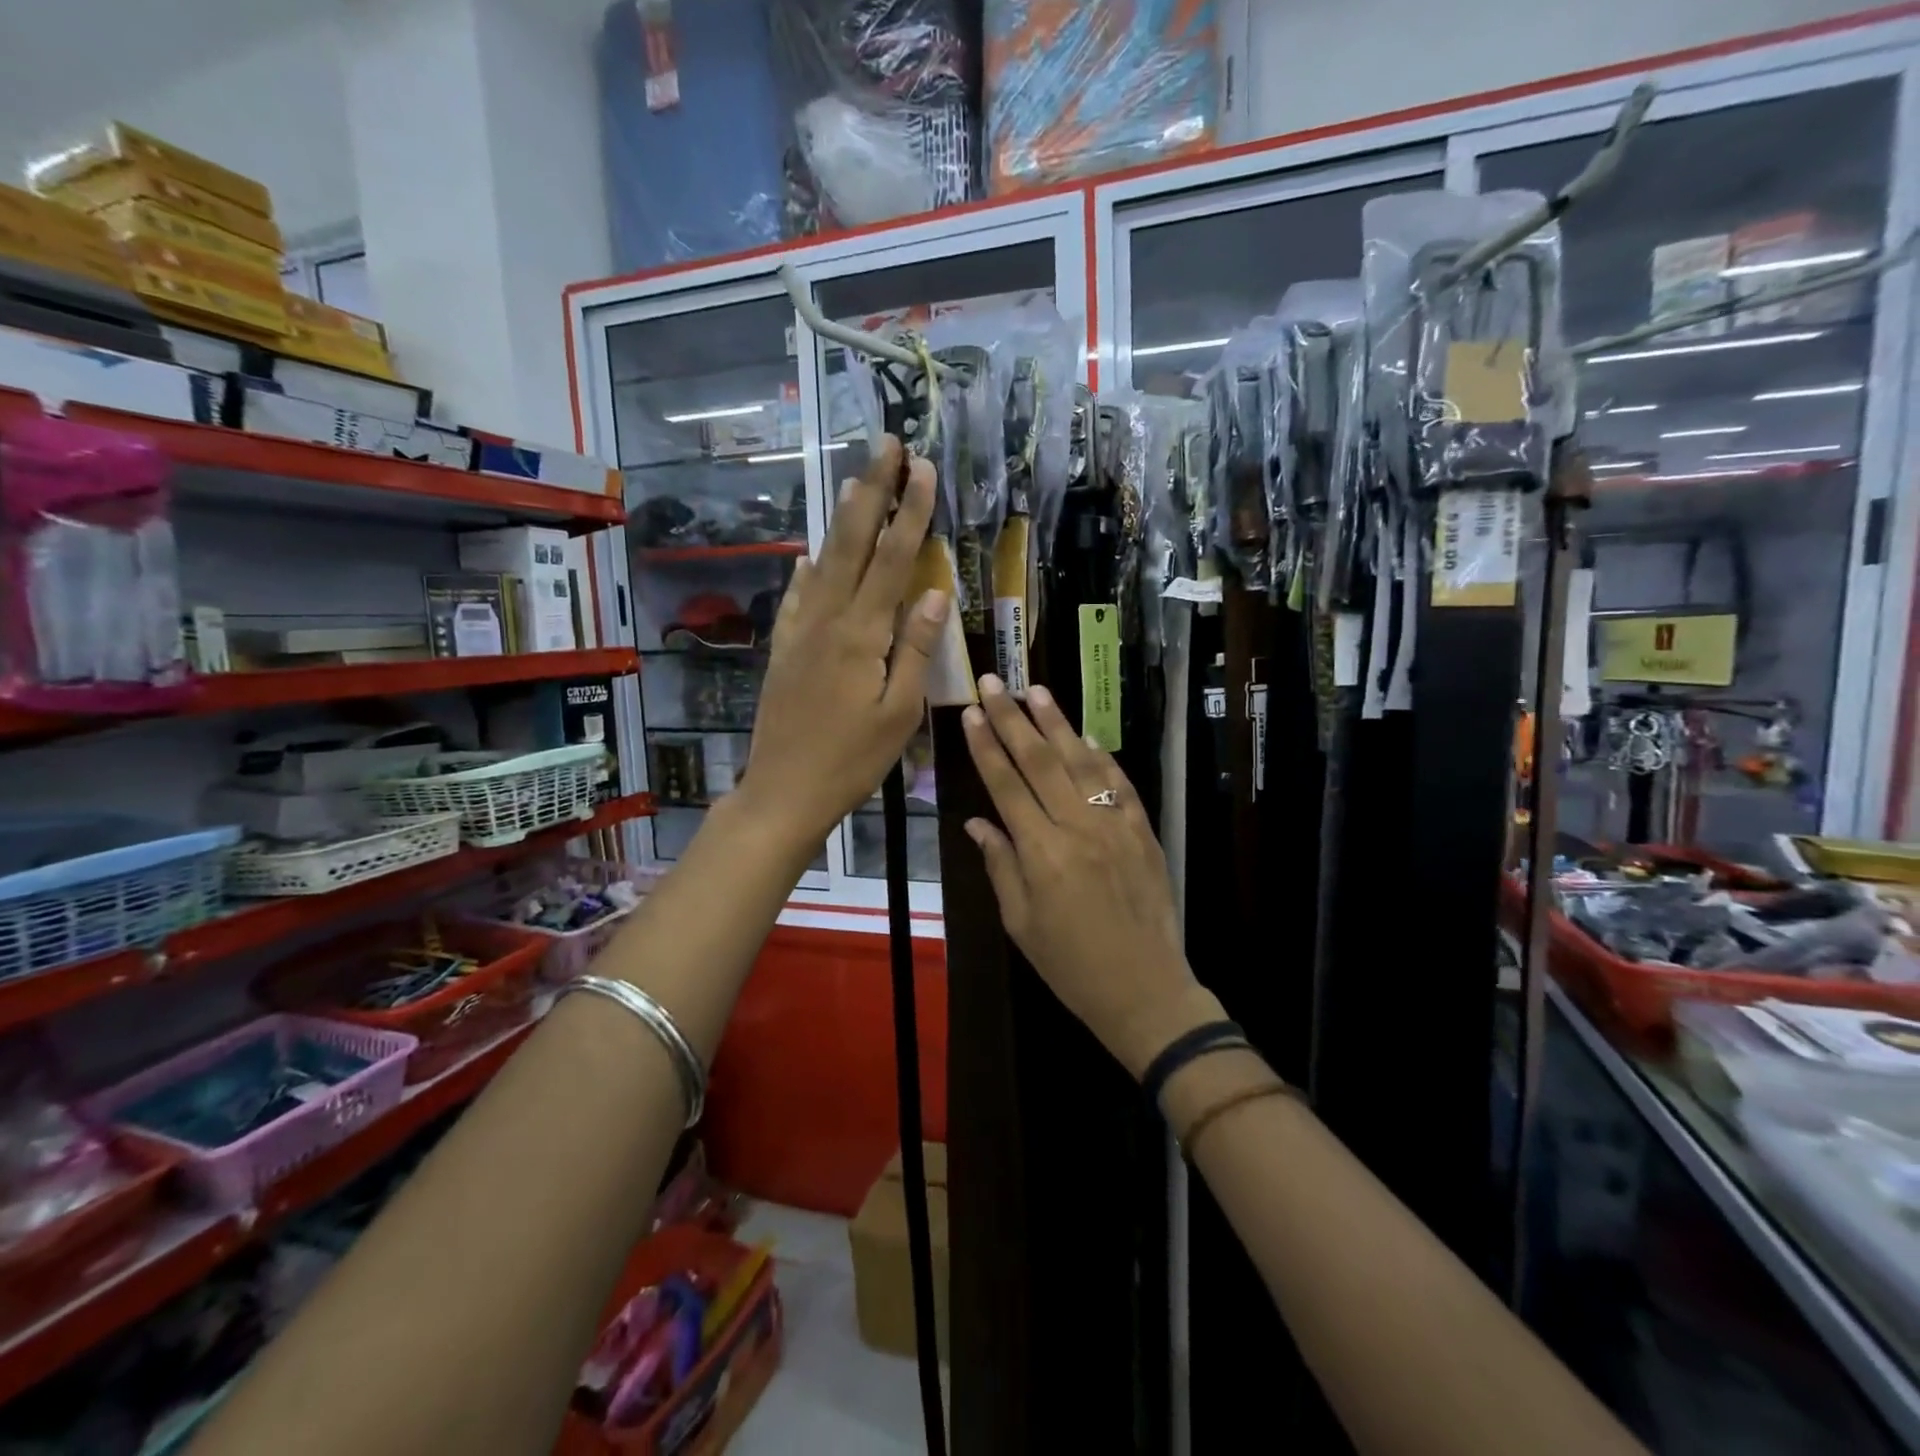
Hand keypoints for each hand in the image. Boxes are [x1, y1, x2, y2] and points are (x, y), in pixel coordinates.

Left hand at [743, 435, 948, 849]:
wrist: (784, 791)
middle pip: (851, 544)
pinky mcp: (784, 650)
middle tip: (886, 446)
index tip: (924, 469)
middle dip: (872, 492)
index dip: (910, 512)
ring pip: (823, 562)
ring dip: (841, 519)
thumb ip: (916, 649)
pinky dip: (806, 571)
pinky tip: (808, 556)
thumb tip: (936, 593)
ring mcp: (800, 632)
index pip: (892, 560)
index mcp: (862, 635)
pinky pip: (797, 598)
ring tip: (854, 480)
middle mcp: (828, 620)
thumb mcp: (900, 713)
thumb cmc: (852, 760)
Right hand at [960, 675, 1217, 1078]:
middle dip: (1014, 719)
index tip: (972, 713)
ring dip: (1057, 724)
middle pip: (1040, 762)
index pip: (1006, 785)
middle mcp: (1078, 828)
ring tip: (1037, 690)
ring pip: (1081, 762)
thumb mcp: (1021, 923)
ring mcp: (1116, 826)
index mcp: (1042, 853)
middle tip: (996, 682)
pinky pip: (1119, 784)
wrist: (1144, 989)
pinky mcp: (1143, 831)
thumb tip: (977, 822)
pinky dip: (1101, 756)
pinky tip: (1085, 735)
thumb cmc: (1071, 965)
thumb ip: (1000, 865)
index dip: (986, 746)